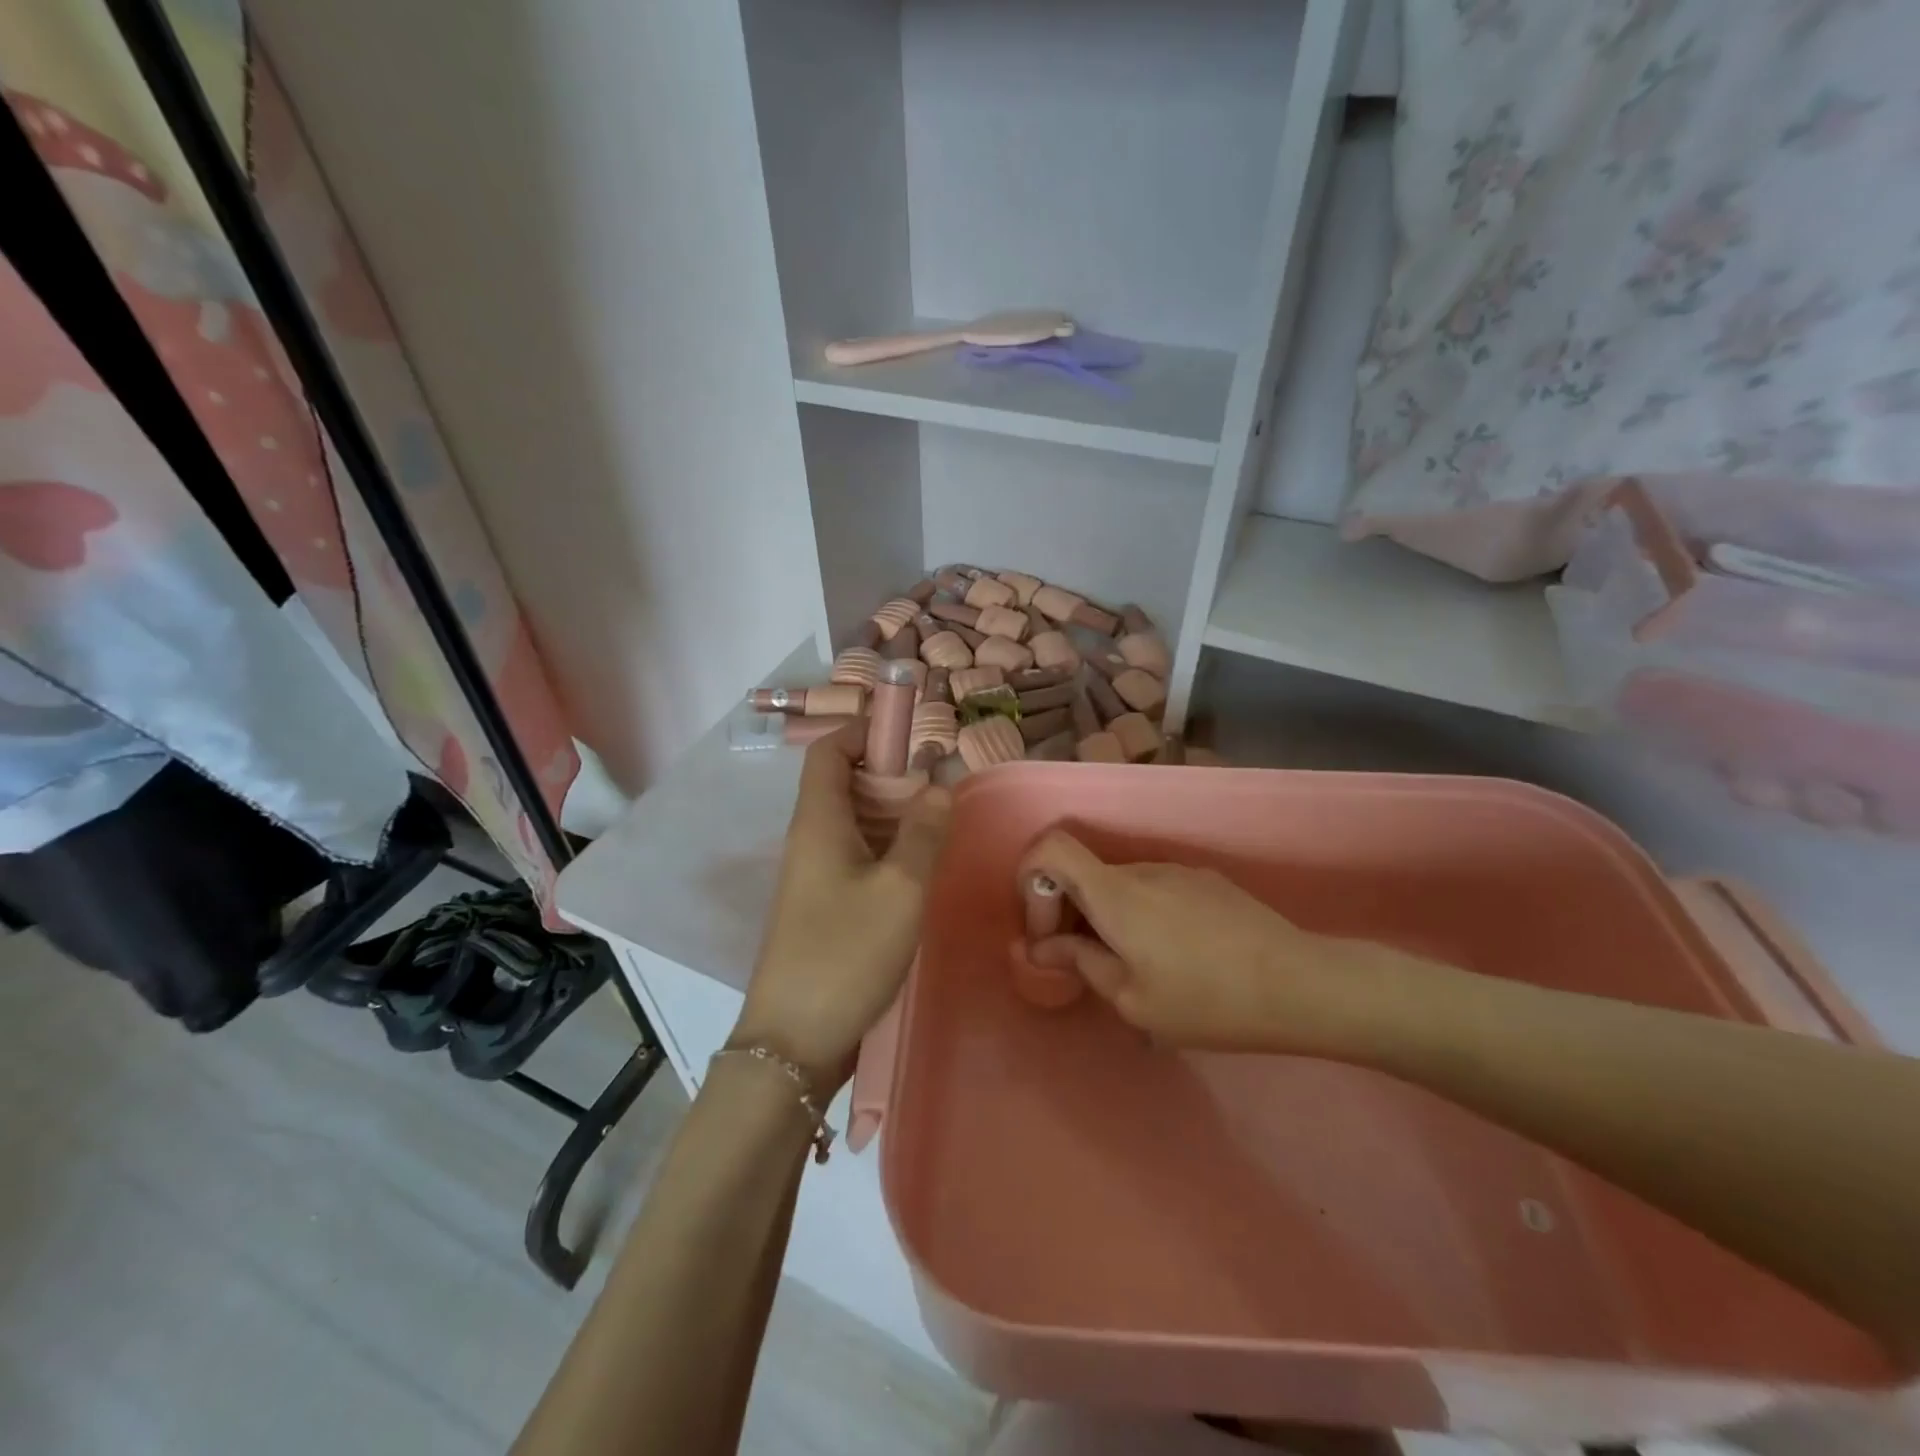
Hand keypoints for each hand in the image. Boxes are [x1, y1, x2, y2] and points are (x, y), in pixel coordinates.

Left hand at [731, 724, 950, 1089]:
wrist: (793, 1042)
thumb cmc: (846, 954)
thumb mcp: (900, 889)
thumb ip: (924, 831)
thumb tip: (940, 784)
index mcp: (817, 821)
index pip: (829, 751)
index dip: (865, 731)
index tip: (913, 735)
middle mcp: (809, 839)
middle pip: (844, 782)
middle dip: (891, 772)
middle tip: (941, 782)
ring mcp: (813, 874)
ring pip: (853, 822)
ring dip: (893, 812)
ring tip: (940, 818)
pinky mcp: (822, 904)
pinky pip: (856, 855)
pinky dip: (887, 846)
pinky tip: (920, 865)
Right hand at [1018, 830, 1415, 1058]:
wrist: (1301, 984)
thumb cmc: (1207, 1000)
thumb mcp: (1133, 1000)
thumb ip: (1082, 964)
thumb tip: (1044, 948)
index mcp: (1115, 893)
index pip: (1051, 848)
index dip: (1032, 880)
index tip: (1047, 931)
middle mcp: (1141, 869)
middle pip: (1084, 873)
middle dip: (1070, 913)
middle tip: (1086, 965)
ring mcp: (1178, 872)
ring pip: (1121, 885)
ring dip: (1109, 918)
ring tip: (1139, 971)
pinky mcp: (1207, 882)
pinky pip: (1155, 890)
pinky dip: (1143, 916)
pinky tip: (1178, 960)